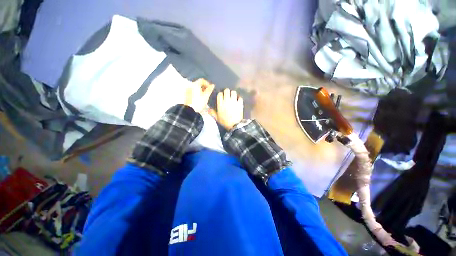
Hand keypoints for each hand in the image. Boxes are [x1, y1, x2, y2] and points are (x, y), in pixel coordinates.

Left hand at [184, 79, 214, 112]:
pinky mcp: (186, 95)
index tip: (210, 88)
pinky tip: (199, 99)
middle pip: (198, 84)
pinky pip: (192, 91)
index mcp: (195, 85)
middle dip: (204, 87)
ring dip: (200, 90)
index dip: (207, 83)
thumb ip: (209, 90)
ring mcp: (187, 90)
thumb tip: (212, 85)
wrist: (190, 110)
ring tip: (204, 97)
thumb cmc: (199, 103)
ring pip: (195, 88)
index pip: (202, 80)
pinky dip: (196, 93)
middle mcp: (190, 86)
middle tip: (208, 93)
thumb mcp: (206, 96)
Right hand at [216, 89, 243, 129]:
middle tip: (227, 95)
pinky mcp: (240, 104)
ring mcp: (234, 102)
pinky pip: (240, 97)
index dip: (220, 94)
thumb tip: (208, 109)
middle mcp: (227, 101)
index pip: (220, 94)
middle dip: (227, 92)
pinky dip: (239, 98)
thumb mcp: (217, 118)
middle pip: (226, 90)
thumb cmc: (225, 122)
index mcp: (220, 104)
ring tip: (233, 96)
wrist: (234, 125)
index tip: (221, 96)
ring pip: (233, 92)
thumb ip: (212, 113)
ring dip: (233, 94)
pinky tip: (238, 100)